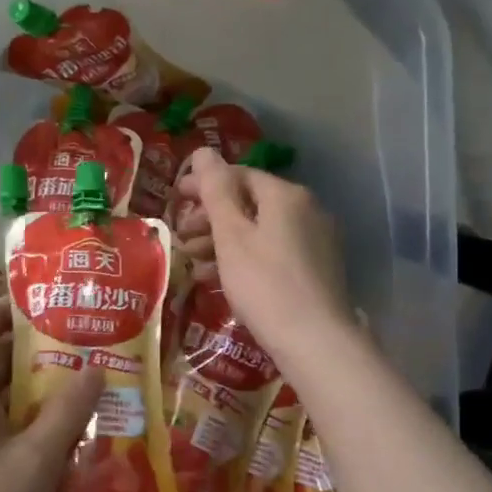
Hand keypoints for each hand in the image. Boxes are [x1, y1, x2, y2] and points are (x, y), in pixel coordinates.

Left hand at [0, 298, 103, 491]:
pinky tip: (60, 451)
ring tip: (84, 400)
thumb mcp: (37, 460)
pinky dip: (23, 430)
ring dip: (34, 397)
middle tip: (85, 355)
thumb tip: (94, 366)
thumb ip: (68, 411)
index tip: (47, 310)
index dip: (3, 310)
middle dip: (35, 356)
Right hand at [174, 148, 352, 362]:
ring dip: (223, 240)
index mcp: (286, 195)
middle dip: (211, 217)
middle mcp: (307, 209)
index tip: (175, 198)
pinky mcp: (317, 268)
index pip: (238, 175)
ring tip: (194, 260)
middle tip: (181, 236)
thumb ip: (215, 191)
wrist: (315, 341)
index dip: (204, 184)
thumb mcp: (231, 235)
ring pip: (260, 229)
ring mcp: (316, 240)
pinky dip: (244, 258)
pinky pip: (273, 251)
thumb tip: (203, 150)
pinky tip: (221, 278)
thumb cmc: (264, 284)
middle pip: (249, 202)